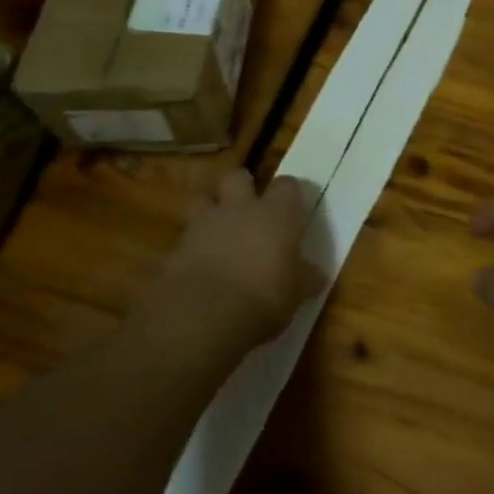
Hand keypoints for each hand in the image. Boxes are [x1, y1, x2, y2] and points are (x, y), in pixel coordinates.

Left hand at [161, 171, 325, 346]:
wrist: (202, 316)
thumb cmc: (263, 298)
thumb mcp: (295, 294)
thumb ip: (305, 279)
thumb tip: (317, 275)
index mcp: (276, 214)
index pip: (287, 185)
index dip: (289, 195)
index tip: (292, 208)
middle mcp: (240, 208)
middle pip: (237, 177)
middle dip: (241, 187)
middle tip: (248, 207)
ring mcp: (204, 224)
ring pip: (203, 198)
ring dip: (210, 208)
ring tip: (218, 229)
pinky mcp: (176, 247)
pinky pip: (186, 235)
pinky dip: (192, 244)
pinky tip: (199, 264)